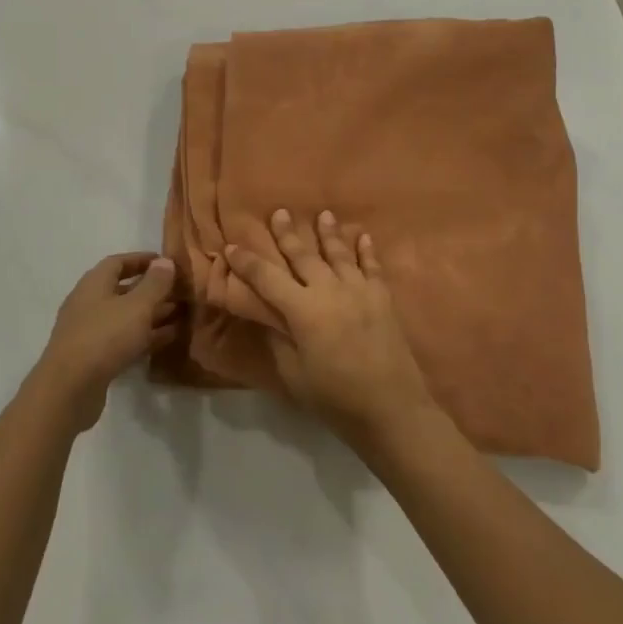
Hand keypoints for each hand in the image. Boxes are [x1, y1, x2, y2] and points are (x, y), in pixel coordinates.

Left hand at [32, 253, 178, 432]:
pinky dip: (145, 336)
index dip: (142, 260)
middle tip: (179, 291)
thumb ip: (154, 283)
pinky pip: (124, 340)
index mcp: (94, 284)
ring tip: (181, 314)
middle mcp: (89, 303)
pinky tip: (168, 339)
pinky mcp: (94, 358)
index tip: (166, 262)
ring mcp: (90, 332)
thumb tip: (165, 261)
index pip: (118, 262)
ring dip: (151, 314)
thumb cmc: (104, 337)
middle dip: (151, 289)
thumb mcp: (137, 306)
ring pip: (126, 317)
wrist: (69, 390)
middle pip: (123, 290)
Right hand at [219, 210, 440, 449]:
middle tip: (278, 212)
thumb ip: (279, 339)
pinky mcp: (382, 298)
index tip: (231, 246)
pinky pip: (372, 267)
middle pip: (303, 256)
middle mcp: (329, 290)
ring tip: (322, 214)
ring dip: (328, 233)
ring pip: (338, 253)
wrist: (391, 411)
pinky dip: (367, 251)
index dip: (247, 262)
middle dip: (287, 234)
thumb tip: (269, 315)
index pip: (266, 278)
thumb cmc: (335, 398)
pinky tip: (364, 236)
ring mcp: (359, 290)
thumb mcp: (294, 374)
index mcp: (302, 310)